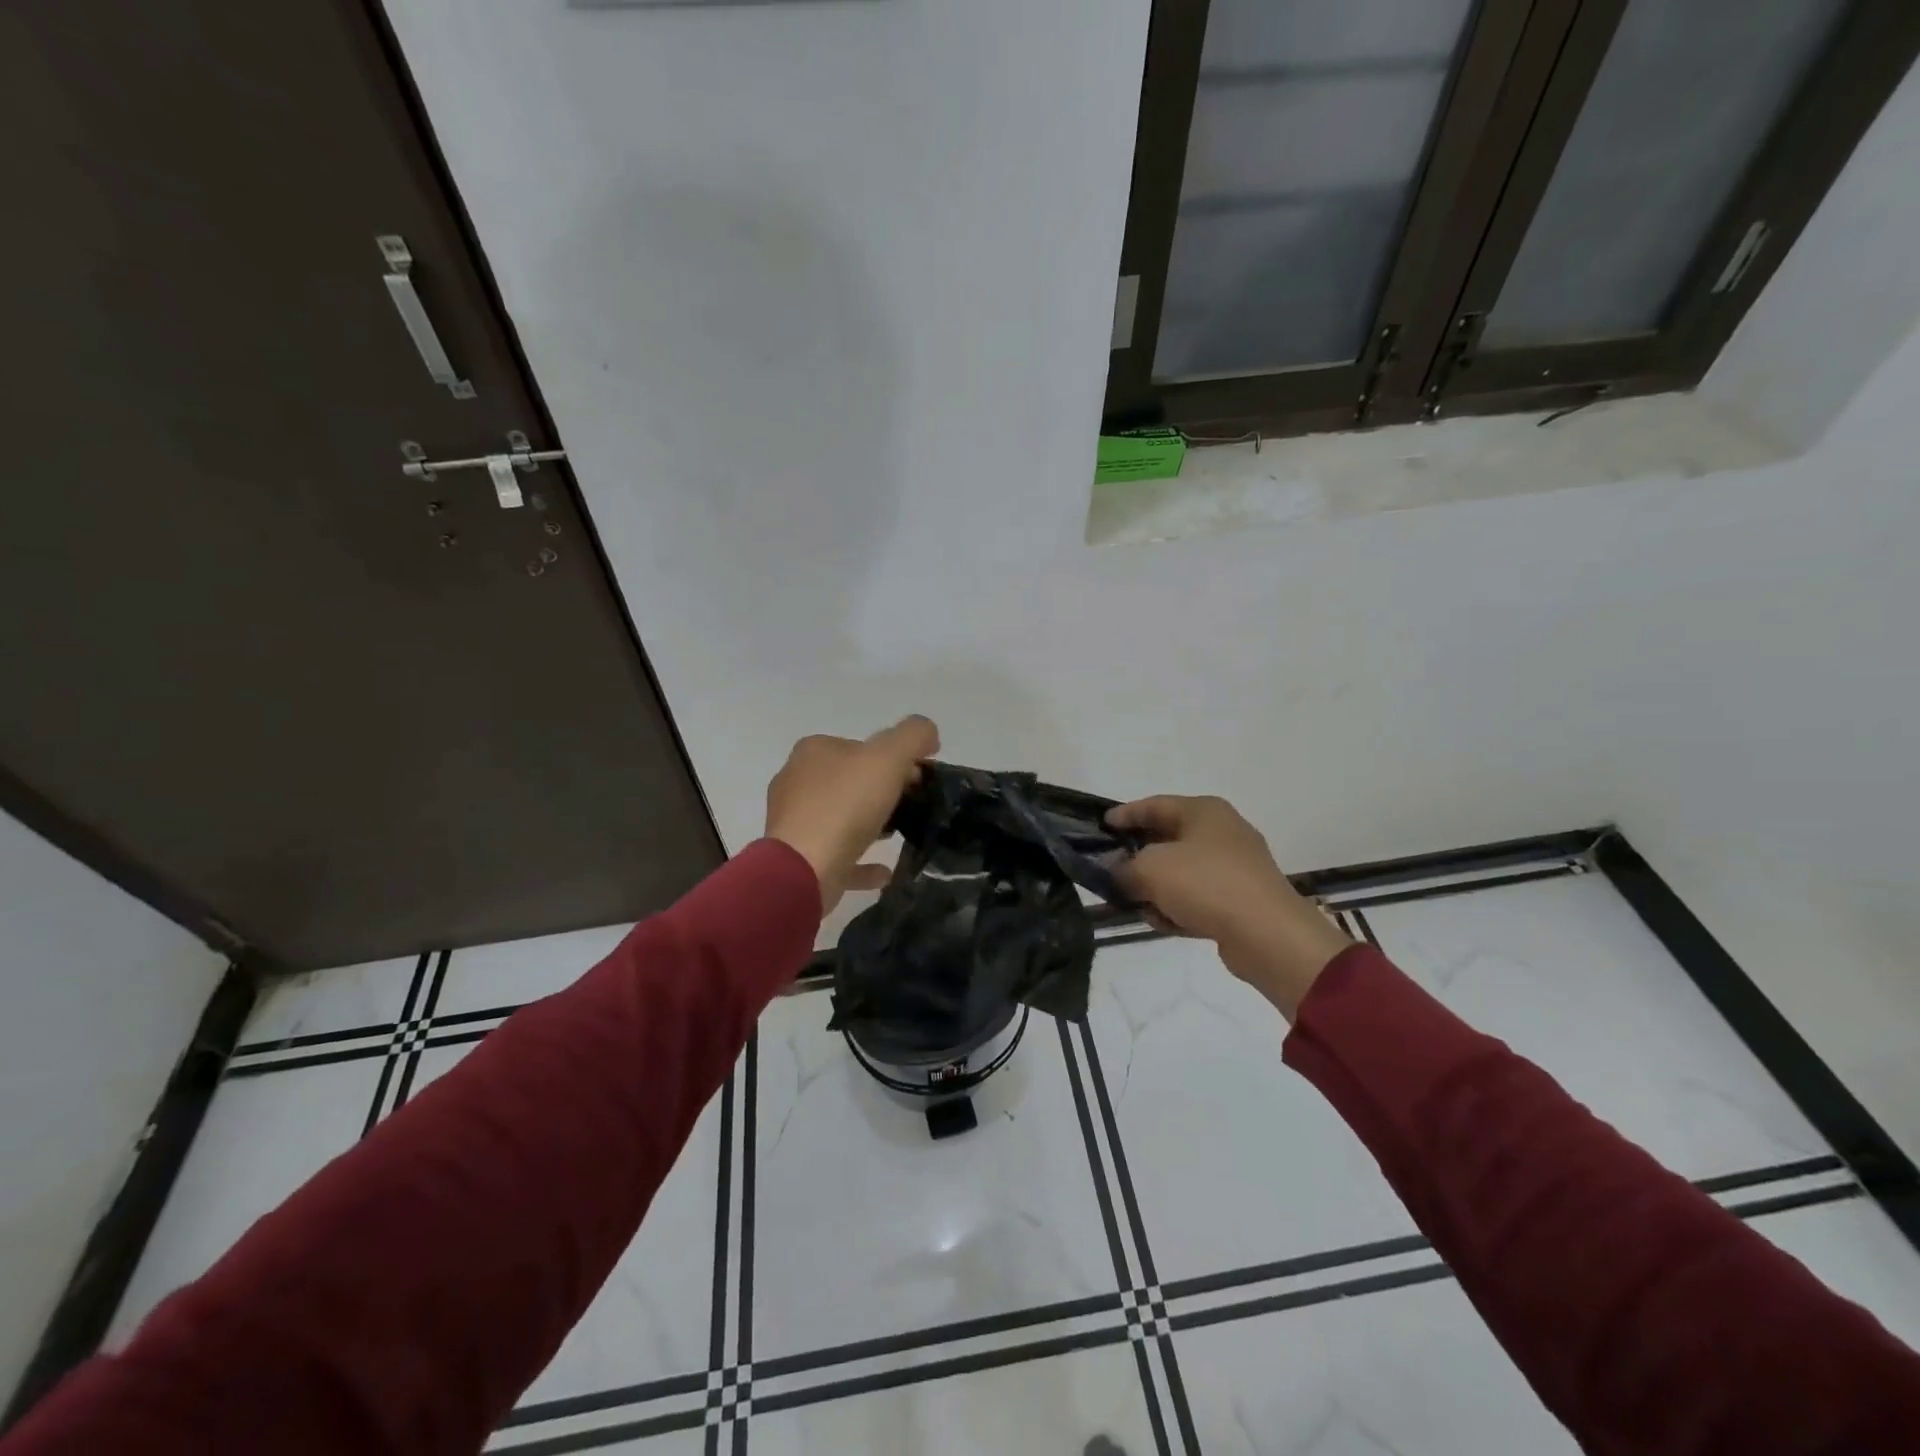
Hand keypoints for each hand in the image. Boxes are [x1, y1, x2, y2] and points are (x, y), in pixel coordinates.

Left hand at [765, 716, 940, 914]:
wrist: (804, 869)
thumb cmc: (844, 805)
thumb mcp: (888, 757)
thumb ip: (913, 736)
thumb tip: (927, 733)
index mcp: (814, 751)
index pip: (861, 747)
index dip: (894, 759)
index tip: (919, 779)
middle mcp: (797, 781)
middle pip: (850, 781)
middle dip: (882, 791)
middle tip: (913, 806)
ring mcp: (795, 822)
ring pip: (841, 817)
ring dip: (870, 824)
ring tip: (899, 834)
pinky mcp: (799, 857)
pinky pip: (838, 855)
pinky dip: (861, 861)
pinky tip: (885, 871)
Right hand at [1109, 795, 1351, 1016]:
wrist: (1267, 934)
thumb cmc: (1205, 884)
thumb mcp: (1150, 869)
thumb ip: (1123, 868)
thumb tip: (1117, 874)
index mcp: (1204, 811)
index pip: (1155, 805)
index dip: (1125, 814)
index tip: (1101, 826)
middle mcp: (1222, 832)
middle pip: (1168, 838)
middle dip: (1138, 856)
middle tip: (1110, 867)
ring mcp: (1235, 867)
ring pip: (1182, 872)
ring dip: (1156, 888)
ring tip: (1134, 904)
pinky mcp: (1240, 900)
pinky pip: (1198, 898)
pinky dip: (1178, 907)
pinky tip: (1163, 923)